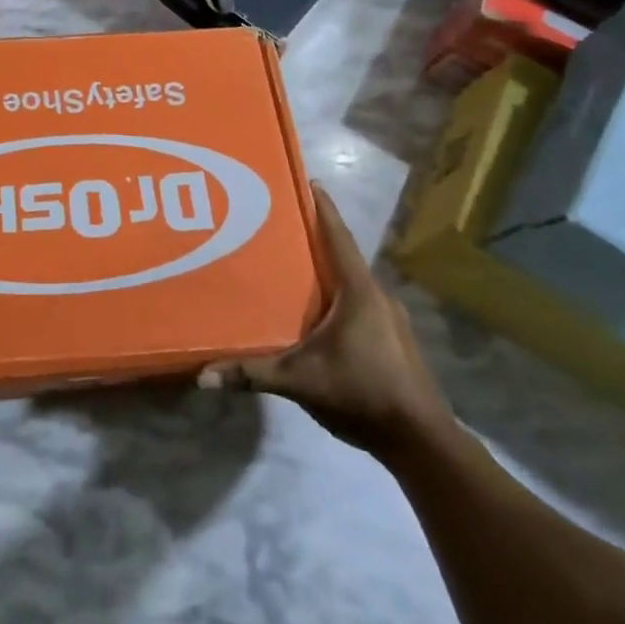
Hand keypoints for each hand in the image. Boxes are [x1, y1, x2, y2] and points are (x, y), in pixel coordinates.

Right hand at [200, 184, 451, 462]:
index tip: (308, 181)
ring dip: (326, 273)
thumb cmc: (362, 393)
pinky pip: (359, 305)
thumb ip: (252, 374)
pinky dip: (337, 298)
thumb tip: (202, 376)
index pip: (338, 237)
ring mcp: (390, 320)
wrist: (422, 442)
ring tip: (291, 269)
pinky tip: (315, 314)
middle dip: (314, 241)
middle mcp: (378, 296)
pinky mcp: (393, 341)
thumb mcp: (300, 381)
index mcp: (359, 291)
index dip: (323, 208)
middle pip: (342, 257)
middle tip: (279, 227)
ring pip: (351, 284)